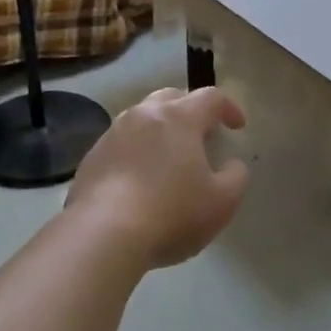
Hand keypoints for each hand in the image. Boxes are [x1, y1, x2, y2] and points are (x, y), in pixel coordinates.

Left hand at [64, 88, 249, 268]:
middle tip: (202, 134)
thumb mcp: (221, 202)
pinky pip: (121, 142)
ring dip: (160, 129)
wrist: (103, 232)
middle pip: (171, 97)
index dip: (229, 107)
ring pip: (142, 117)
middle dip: (190, 109)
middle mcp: (143, 114)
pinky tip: (139, 177)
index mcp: (179, 118)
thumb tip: (231, 164)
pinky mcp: (93, 155)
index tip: (238, 126)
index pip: (210, 97)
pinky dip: (136, 150)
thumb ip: (236, 177)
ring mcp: (113, 133)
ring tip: (169, 155)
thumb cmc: (171, 213)